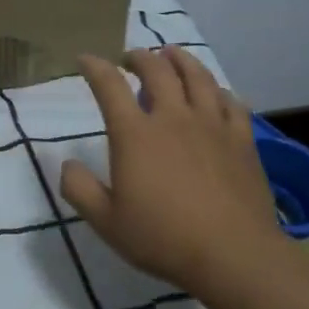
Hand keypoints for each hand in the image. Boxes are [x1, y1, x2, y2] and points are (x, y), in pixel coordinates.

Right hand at [60, 47, 288, 304]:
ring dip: (181, 60)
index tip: (85, 59)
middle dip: (140, 57)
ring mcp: (212, 125)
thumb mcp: (106, 222)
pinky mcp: (241, 139)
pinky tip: (216, 93)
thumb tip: (66, 164)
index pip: (110, 86)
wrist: (232, 254)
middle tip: (131, 57)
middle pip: (157, 70)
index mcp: (135, 134)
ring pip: (198, 76)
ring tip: (171, 54)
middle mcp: (173, 118)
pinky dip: (219, 90)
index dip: (95, 67)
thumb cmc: (162, 238)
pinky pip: (231, 103)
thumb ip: (79, 189)